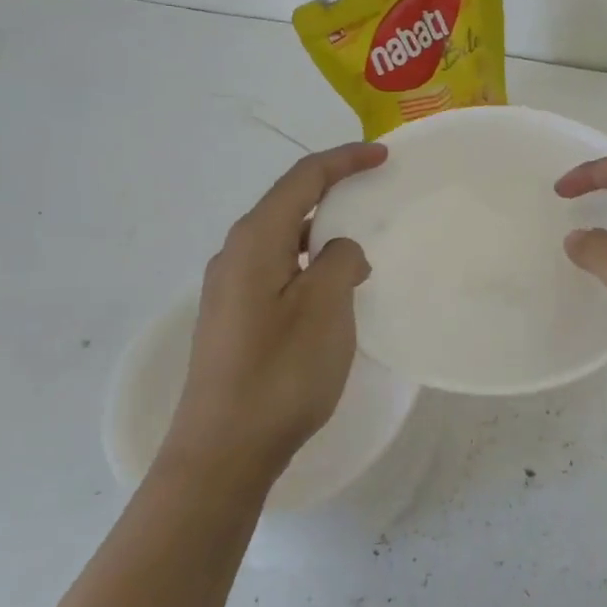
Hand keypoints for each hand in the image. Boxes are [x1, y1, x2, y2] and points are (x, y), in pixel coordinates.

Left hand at [160, 142, 387, 483]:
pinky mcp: (236, 317)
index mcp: (256, 240)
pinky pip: (281, 269)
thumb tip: (340, 252)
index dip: (344, 161)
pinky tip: (336, 286)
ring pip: (286, 239)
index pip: (303, 179)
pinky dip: (313, 262)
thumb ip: (341, 261)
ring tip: (364, 239)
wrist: (223, 451)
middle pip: (290, 203)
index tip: (382, 155)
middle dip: (334, 190)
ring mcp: (231, 288)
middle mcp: (236, 254)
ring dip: (325, 230)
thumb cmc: (280, 372)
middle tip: (376, 190)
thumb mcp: (326, 307)